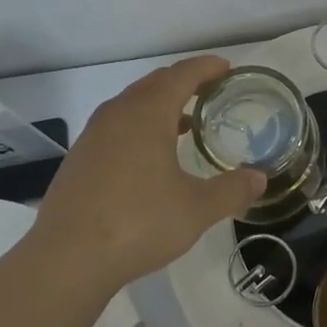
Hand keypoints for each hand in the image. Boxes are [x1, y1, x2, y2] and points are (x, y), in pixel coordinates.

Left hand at [30, 56, 263, 289]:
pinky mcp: (79, 159)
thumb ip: (231, 190)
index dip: (206, 67)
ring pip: (132, 105)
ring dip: (160, 106)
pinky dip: (140, 127)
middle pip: (155, 83)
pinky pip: (116, 127)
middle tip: (211, 92)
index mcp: (147, 113)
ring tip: (187, 123)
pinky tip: (151, 157)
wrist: (66, 259)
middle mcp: (117, 114)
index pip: (182, 75)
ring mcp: (93, 136)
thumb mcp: (196, 209)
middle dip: (184, 82)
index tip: (227, 69)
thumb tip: (259, 179)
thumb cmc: (138, 223)